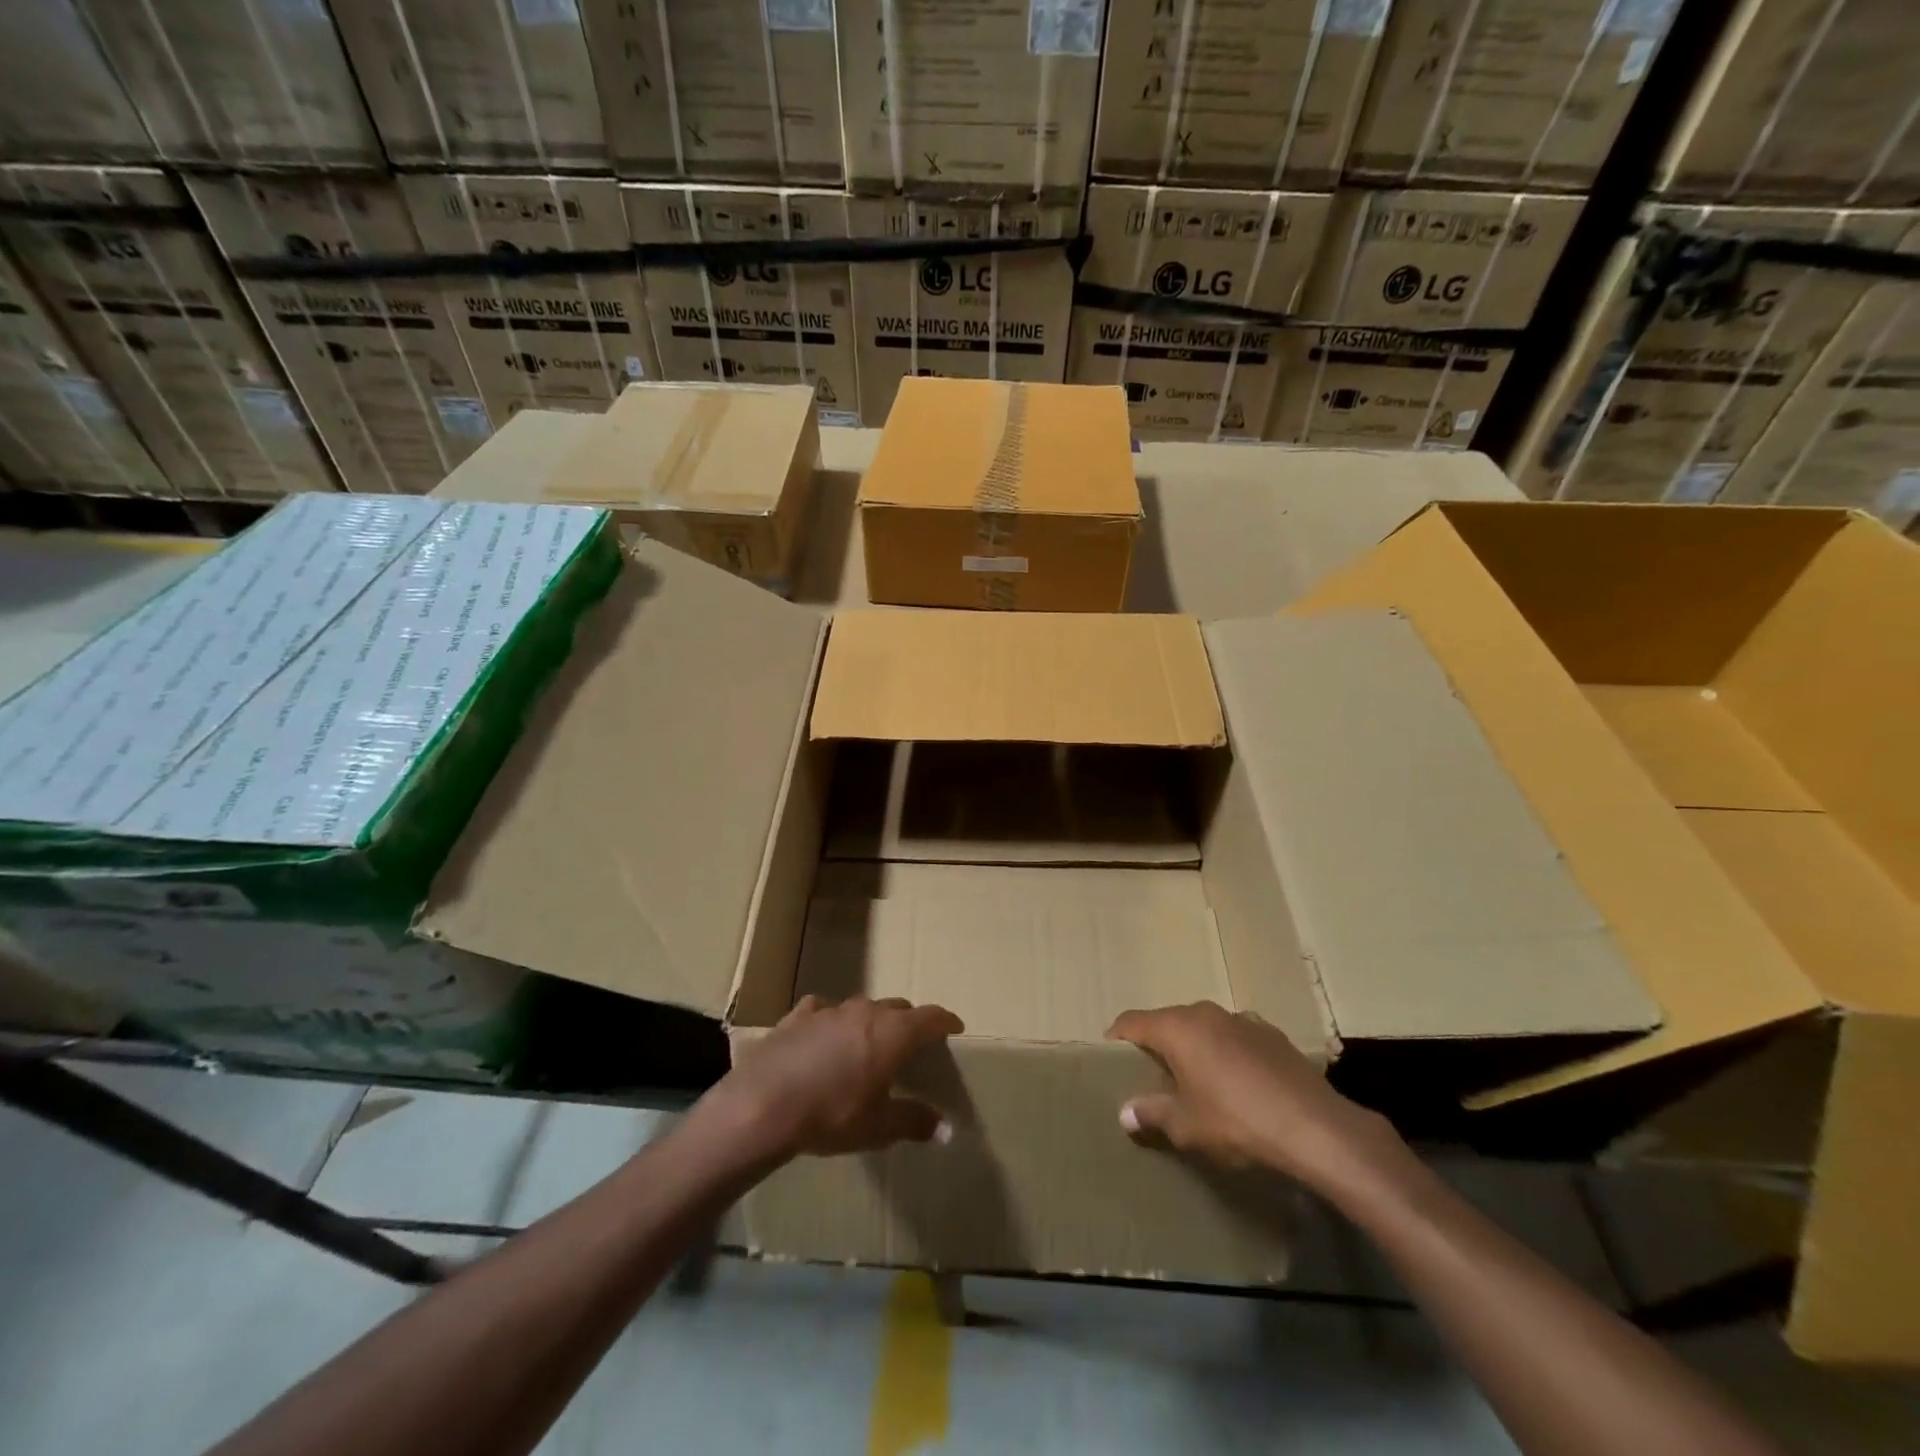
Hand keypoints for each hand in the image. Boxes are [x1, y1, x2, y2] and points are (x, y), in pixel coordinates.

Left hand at [699, 994, 963, 1164]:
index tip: (954, 1028)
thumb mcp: (877, 1127)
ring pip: (861, 1008)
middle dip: (908, 1023)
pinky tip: (823, 1037)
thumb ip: (913, 1122)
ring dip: (870, 1022)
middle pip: (897, 1008)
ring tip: (867, 1044)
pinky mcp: (798, 1016)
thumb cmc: (831, 1116)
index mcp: (892, 1033)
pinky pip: (823, 1011)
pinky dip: (831, 1022)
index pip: (930, 1017)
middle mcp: (865, 1012)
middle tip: (911, 1045)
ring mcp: (829, 1010)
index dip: (945, 1021)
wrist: (763, 1105)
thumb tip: (946, 1129)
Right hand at [1107, 1001, 1409, 1200]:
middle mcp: (1206, 1013)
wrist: (1317, 1128)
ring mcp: (1242, 1020)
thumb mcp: (1187, 1127)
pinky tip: (1237, 1084)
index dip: (1117, 1039)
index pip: (1132, 1022)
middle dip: (1156, 1045)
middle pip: (1168, 1021)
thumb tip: (1125, 1112)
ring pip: (1203, 1028)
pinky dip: (1225, 1053)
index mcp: (1178, 1028)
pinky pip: (1234, 1037)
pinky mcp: (1272, 1035)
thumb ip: (1152, 1113)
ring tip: (1194, 1081)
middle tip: (1151, 1077)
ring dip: (1193, 1048)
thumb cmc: (1238, 1123)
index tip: (1110, 1060)